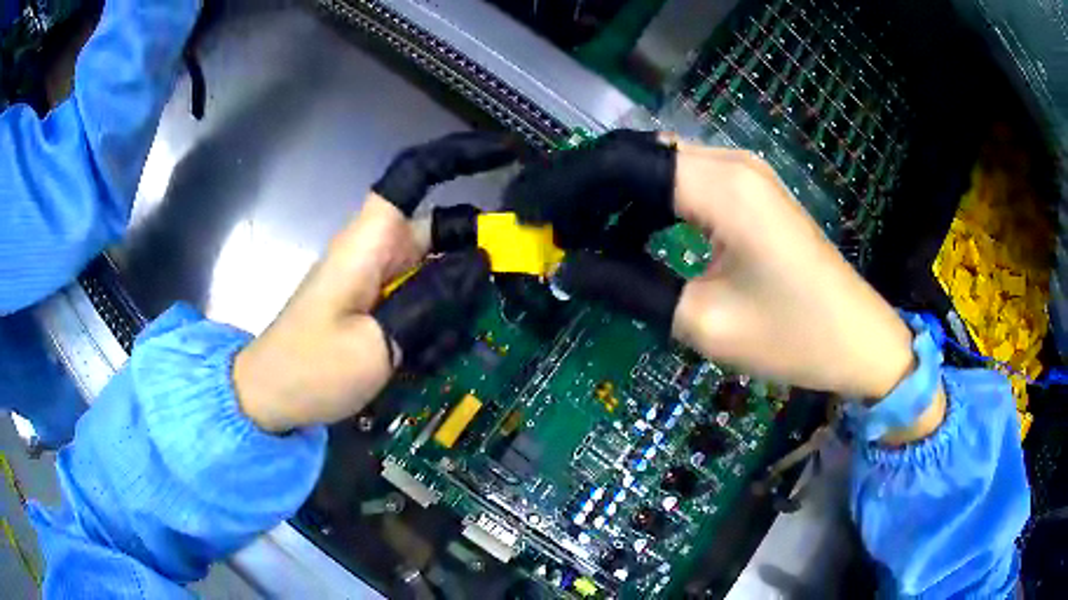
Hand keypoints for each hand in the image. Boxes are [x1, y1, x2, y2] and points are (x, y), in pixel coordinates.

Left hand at [232, 133, 514, 432]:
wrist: (273, 399)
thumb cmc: (310, 369)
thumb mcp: (376, 343)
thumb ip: (432, 301)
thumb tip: (480, 264)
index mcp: (371, 239)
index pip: (417, 173)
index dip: (461, 154)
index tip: (508, 155)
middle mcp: (380, 249)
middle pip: (446, 231)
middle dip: (476, 263)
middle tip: (499, 300)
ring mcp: (383, 279)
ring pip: (444, 273)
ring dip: (453, 311)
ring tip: (430, 354)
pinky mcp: (383, 306)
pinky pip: (428, 302)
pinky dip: (438, 329)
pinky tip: (421, 363)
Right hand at [531, 133, 914, 401]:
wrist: (858, 340)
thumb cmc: (793, 337)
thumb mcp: (703, 321)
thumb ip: (627, 287)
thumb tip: (565, 270)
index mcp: (722, 186)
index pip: (620, 162)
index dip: (565, 186)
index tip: (527, 217)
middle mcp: (730, 163)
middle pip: (635, 155)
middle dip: (584, 190)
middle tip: (546, 232)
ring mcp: (743, 174)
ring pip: (657, 166)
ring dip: (614, 199)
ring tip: (578, 240)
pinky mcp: (750, 191)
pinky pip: (683, 182)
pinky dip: (647, 206)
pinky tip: (628, 237)